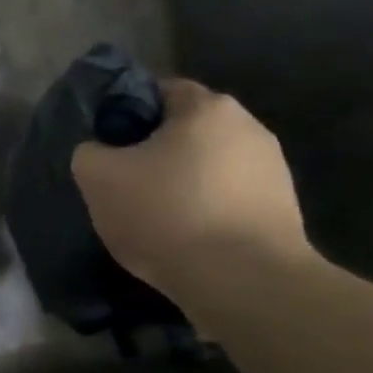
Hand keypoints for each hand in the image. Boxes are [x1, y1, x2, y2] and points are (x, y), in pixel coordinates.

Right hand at [72, 79, 312, 306]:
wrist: (244, 282)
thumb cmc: (167, 213)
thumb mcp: (98, 177)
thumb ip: (89, 152)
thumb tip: (99, 152)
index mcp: (207, 107)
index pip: (156, 91)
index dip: (124, 113)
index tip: (105, 146)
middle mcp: (249, 127)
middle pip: (185, 130)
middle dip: (154, 151)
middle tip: (123, 182)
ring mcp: (273, 170)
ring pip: (207, 166)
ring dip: (181, 182)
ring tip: (153, 216)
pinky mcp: (283, 210)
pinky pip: (227, 198)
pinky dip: (204, 210)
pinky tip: (184, 237)